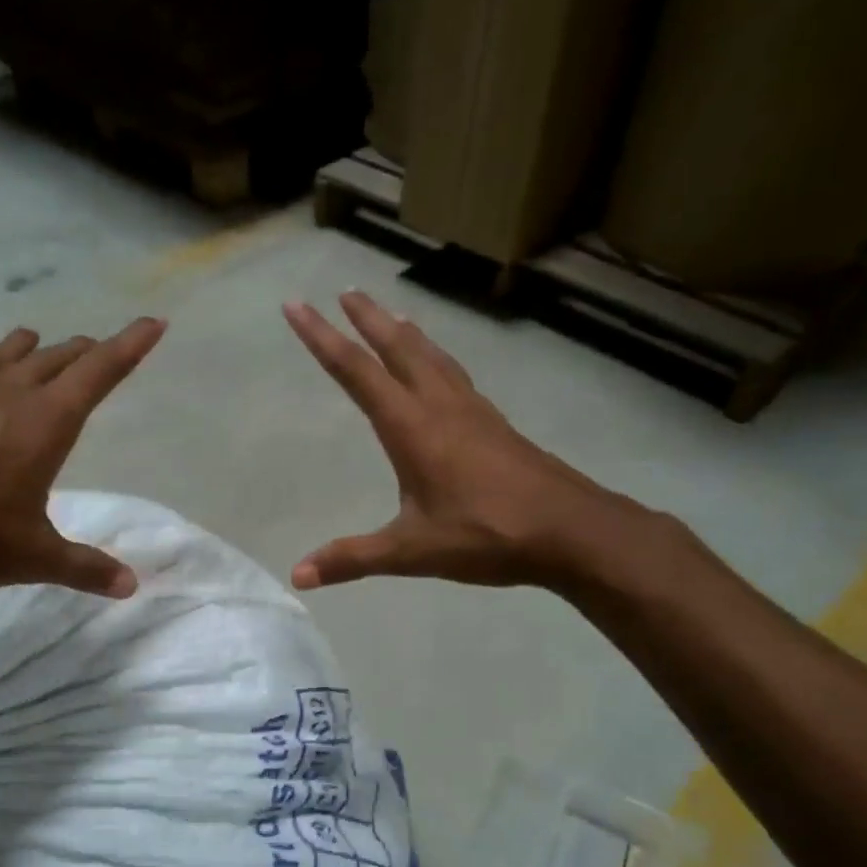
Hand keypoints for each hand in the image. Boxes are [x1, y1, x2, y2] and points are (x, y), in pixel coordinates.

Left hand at [0, 317, 164, 596]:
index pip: (100, 372)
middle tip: (93, 350)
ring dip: (20, 350)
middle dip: (79, 353)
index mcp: (44, 423)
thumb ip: (84, 568)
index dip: (130, 346)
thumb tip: (131, 585)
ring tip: (33, 342)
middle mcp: (3, 394)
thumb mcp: (32, 558)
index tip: (153, 321)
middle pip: (53, 360)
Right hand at [283, 293, 639, 591]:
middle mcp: (440, 406)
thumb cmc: (485, 535)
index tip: (296, 305)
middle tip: (346, 291)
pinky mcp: (494, 423)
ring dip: (405, 332)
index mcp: (412, 428)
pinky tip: (440, 369)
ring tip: (390, 314)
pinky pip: (455, 374)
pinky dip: (436, 356)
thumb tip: (298, 576)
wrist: (569, 529)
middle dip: (367, 318)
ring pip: (432, 356)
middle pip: (398, 348)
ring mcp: (473, 410)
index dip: (322, 337)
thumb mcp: (412, 552)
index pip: (356, 372)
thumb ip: (354, 558)